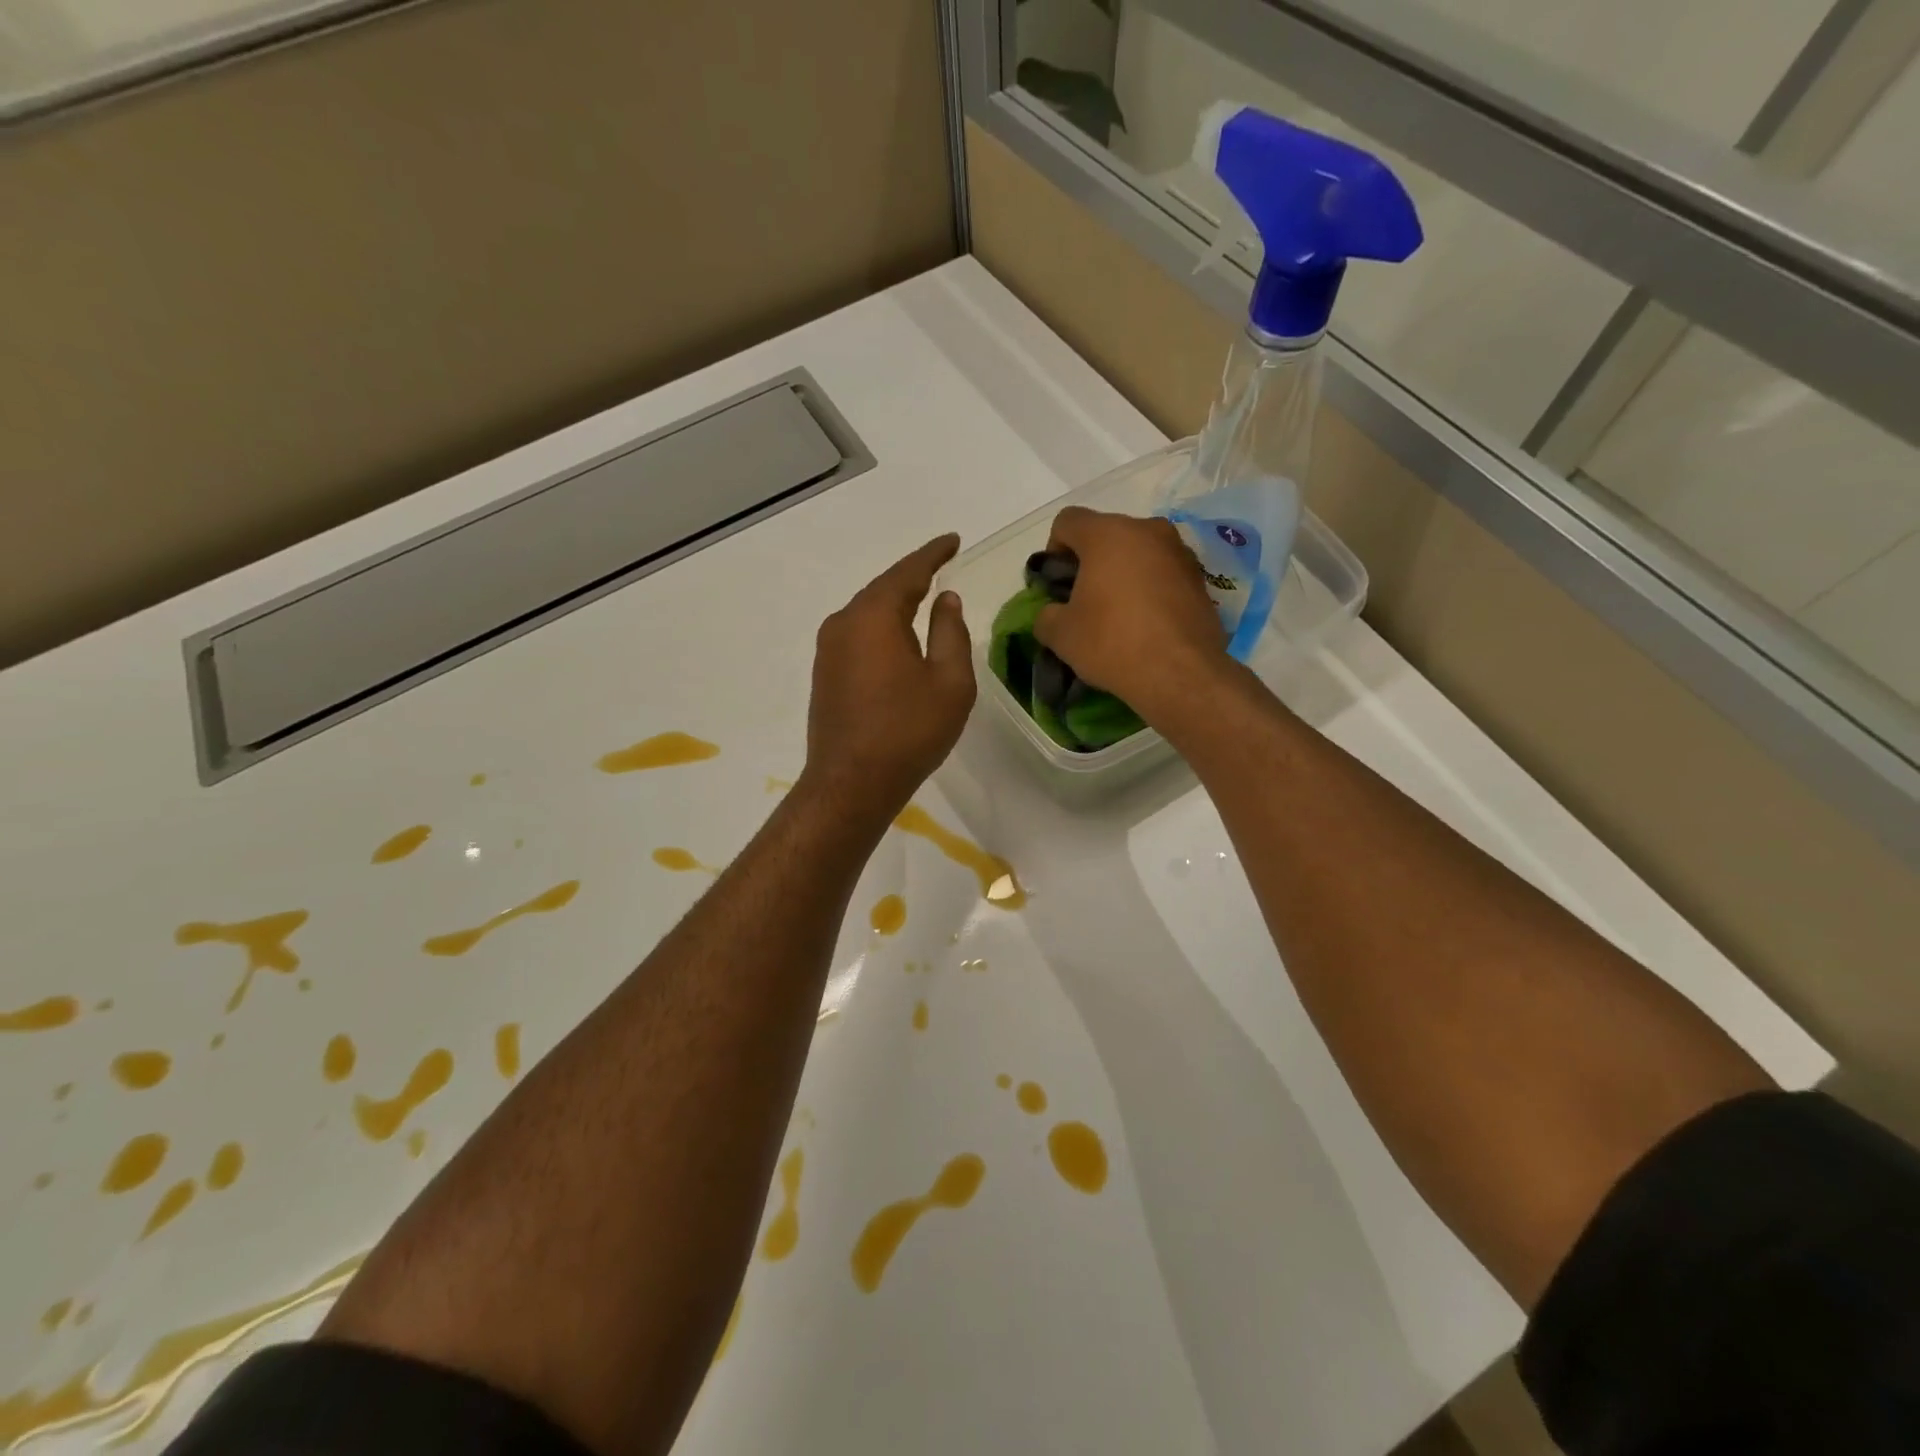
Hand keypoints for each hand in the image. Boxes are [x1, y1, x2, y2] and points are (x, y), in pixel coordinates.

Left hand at [802, 534, 974, 819]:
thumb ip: (950, 632)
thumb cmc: (908, 731)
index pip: (908, 571)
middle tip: (941, 566)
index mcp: (875, 616)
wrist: (851, 783)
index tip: (953, 540)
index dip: (933, 554)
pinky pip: (858, 636)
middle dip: (913, 577)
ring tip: (924, 600)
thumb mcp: (949, 681)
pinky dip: (882, 629)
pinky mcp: (824, 674)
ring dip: (896, 604)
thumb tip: (946, 599)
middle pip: (883, 589)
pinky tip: (898, 639)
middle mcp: (843, 623)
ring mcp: (828, 649)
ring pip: (868, 613)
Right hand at [1033, 507, 1228, 723]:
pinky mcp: (1200, 577)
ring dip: (1123, 573)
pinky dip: (1150, 587)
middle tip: (1084, 600)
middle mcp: (1147, 530)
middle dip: (1091, 561)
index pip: (1067, 521)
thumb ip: (1046, 615)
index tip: (1057, 584)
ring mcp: (1179, 551)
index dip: (1054, 550)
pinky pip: (1163, 571)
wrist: (1180, 673)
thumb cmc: (1112, 643)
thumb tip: (1052, 613)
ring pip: (1138, 551)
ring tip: (1118, 612)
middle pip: (1106, 533)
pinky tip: (1146, 622)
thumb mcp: (1061, 635)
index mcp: (1107, 534)